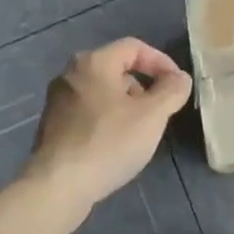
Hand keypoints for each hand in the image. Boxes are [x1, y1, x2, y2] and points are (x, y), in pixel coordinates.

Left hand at [24, 39, 193, 208]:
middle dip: (144, 86)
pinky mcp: (52, 126)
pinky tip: (116, 145)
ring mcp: (57, 101)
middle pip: (116, 68)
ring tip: (140, 131)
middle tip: (160, 110)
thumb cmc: (109, 142)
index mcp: (93, 63)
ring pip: (102, 92)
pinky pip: (87, 112)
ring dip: (126, 104)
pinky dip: (107, 119)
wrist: (58, 186)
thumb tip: (180, 78)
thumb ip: (172, 91)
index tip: (177, 85)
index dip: (161, 62)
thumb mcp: (152, 115)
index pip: (134, 47)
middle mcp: (70, 74)